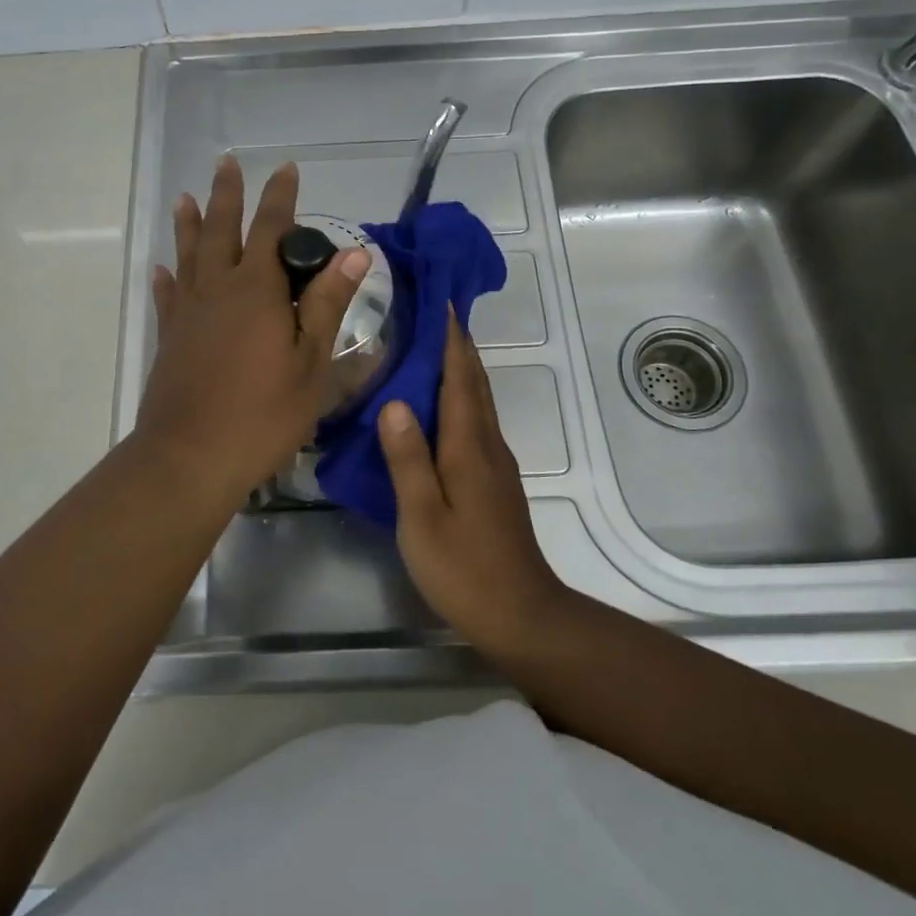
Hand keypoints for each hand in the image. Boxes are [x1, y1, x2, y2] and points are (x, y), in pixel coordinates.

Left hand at [135, 155, 369, 505]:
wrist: (191, 456)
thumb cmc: (263, 414)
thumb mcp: (311, 364)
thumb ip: (327, 305)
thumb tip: (353, 254)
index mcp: (258, 291)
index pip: (272, 230)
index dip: (280, 197)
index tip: (286, 169)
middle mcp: (218, 289)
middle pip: (222, 229)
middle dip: (227, 195)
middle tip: (227, 163)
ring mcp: (188, 313)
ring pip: (189, 255)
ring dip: (189, 223)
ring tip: (186, 197)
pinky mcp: (168, 337)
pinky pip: (167, 296)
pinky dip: (167, 277)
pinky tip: (163, 267)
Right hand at [377, 314, 572, 656]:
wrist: (521, 615)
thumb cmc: (464, 568)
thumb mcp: (422, 517)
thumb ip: (407, 459)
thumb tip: (394, 401)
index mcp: (468, 447)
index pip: (460, 378)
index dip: (451, 339)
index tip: (440, 300)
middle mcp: (487, 446)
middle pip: (474, 383)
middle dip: (458, 344)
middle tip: (434, 311)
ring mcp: (495, 464)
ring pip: (478, 401)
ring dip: (461, 368)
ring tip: (433, 346)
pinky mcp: (494, 482)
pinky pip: (476, 422)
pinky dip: (461, 397)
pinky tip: (441, 406)